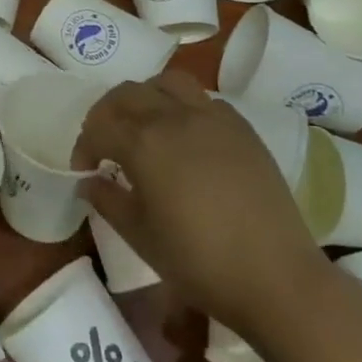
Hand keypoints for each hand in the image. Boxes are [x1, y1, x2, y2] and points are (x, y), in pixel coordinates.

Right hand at [74, 73, 326, 334]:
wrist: (277, 278)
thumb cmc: (199, 261)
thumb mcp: (139, 235)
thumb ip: (107, 200)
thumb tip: (88, 181)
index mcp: (143, 142)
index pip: (98, 126)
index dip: (84, 146)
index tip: (85, 170)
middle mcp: (174, 117)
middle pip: (127, 94)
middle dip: (107, 113)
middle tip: (106, 143)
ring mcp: (212, 118)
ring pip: (167, 83)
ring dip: (146, 97)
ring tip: (145, 126)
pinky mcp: (242, 128)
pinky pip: (203, 99)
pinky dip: (184, 107)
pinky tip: (186, 138)